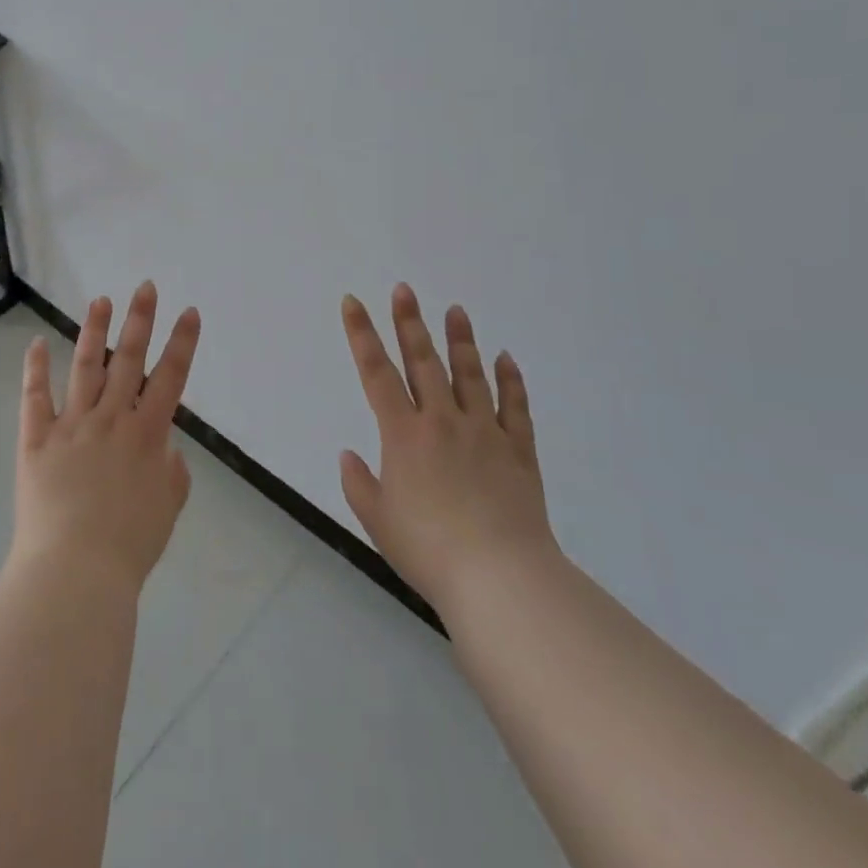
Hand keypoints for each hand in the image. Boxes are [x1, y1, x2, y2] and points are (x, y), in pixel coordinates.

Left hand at [11, 281, 202, 593]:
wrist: (75, 571)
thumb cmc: (130, 545)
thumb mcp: (167, 508)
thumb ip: (171, 472)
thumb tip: (164, 448)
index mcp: (147, 434)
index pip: (171, 377)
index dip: (182, 343)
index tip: (189, 312)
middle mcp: (111, 419)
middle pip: (128, 360)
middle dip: (139, 320)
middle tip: (144, 287)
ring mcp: (71, 425)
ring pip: (84, 367)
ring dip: (93, 332)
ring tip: (101, 301)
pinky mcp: (36, 439)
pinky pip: (34, 398)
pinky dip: (34, 369)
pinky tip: (36, 343)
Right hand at [338, 285, 556, 619]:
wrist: (500, 578)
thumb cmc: (429, 550)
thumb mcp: (378, 521)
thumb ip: (359, 483)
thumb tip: (349, 454)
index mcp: (403, 434)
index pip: (376, 372)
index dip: (361, 334)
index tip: (353, 302)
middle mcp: (441, 421)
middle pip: (423, 361)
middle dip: (409, 322)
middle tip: (405, 289)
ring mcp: (483, 431)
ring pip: (469, 374)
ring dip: (461, 340)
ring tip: (456, 310)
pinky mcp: (517, 450)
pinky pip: (514, 406)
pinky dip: (510, 380)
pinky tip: (506, 358)